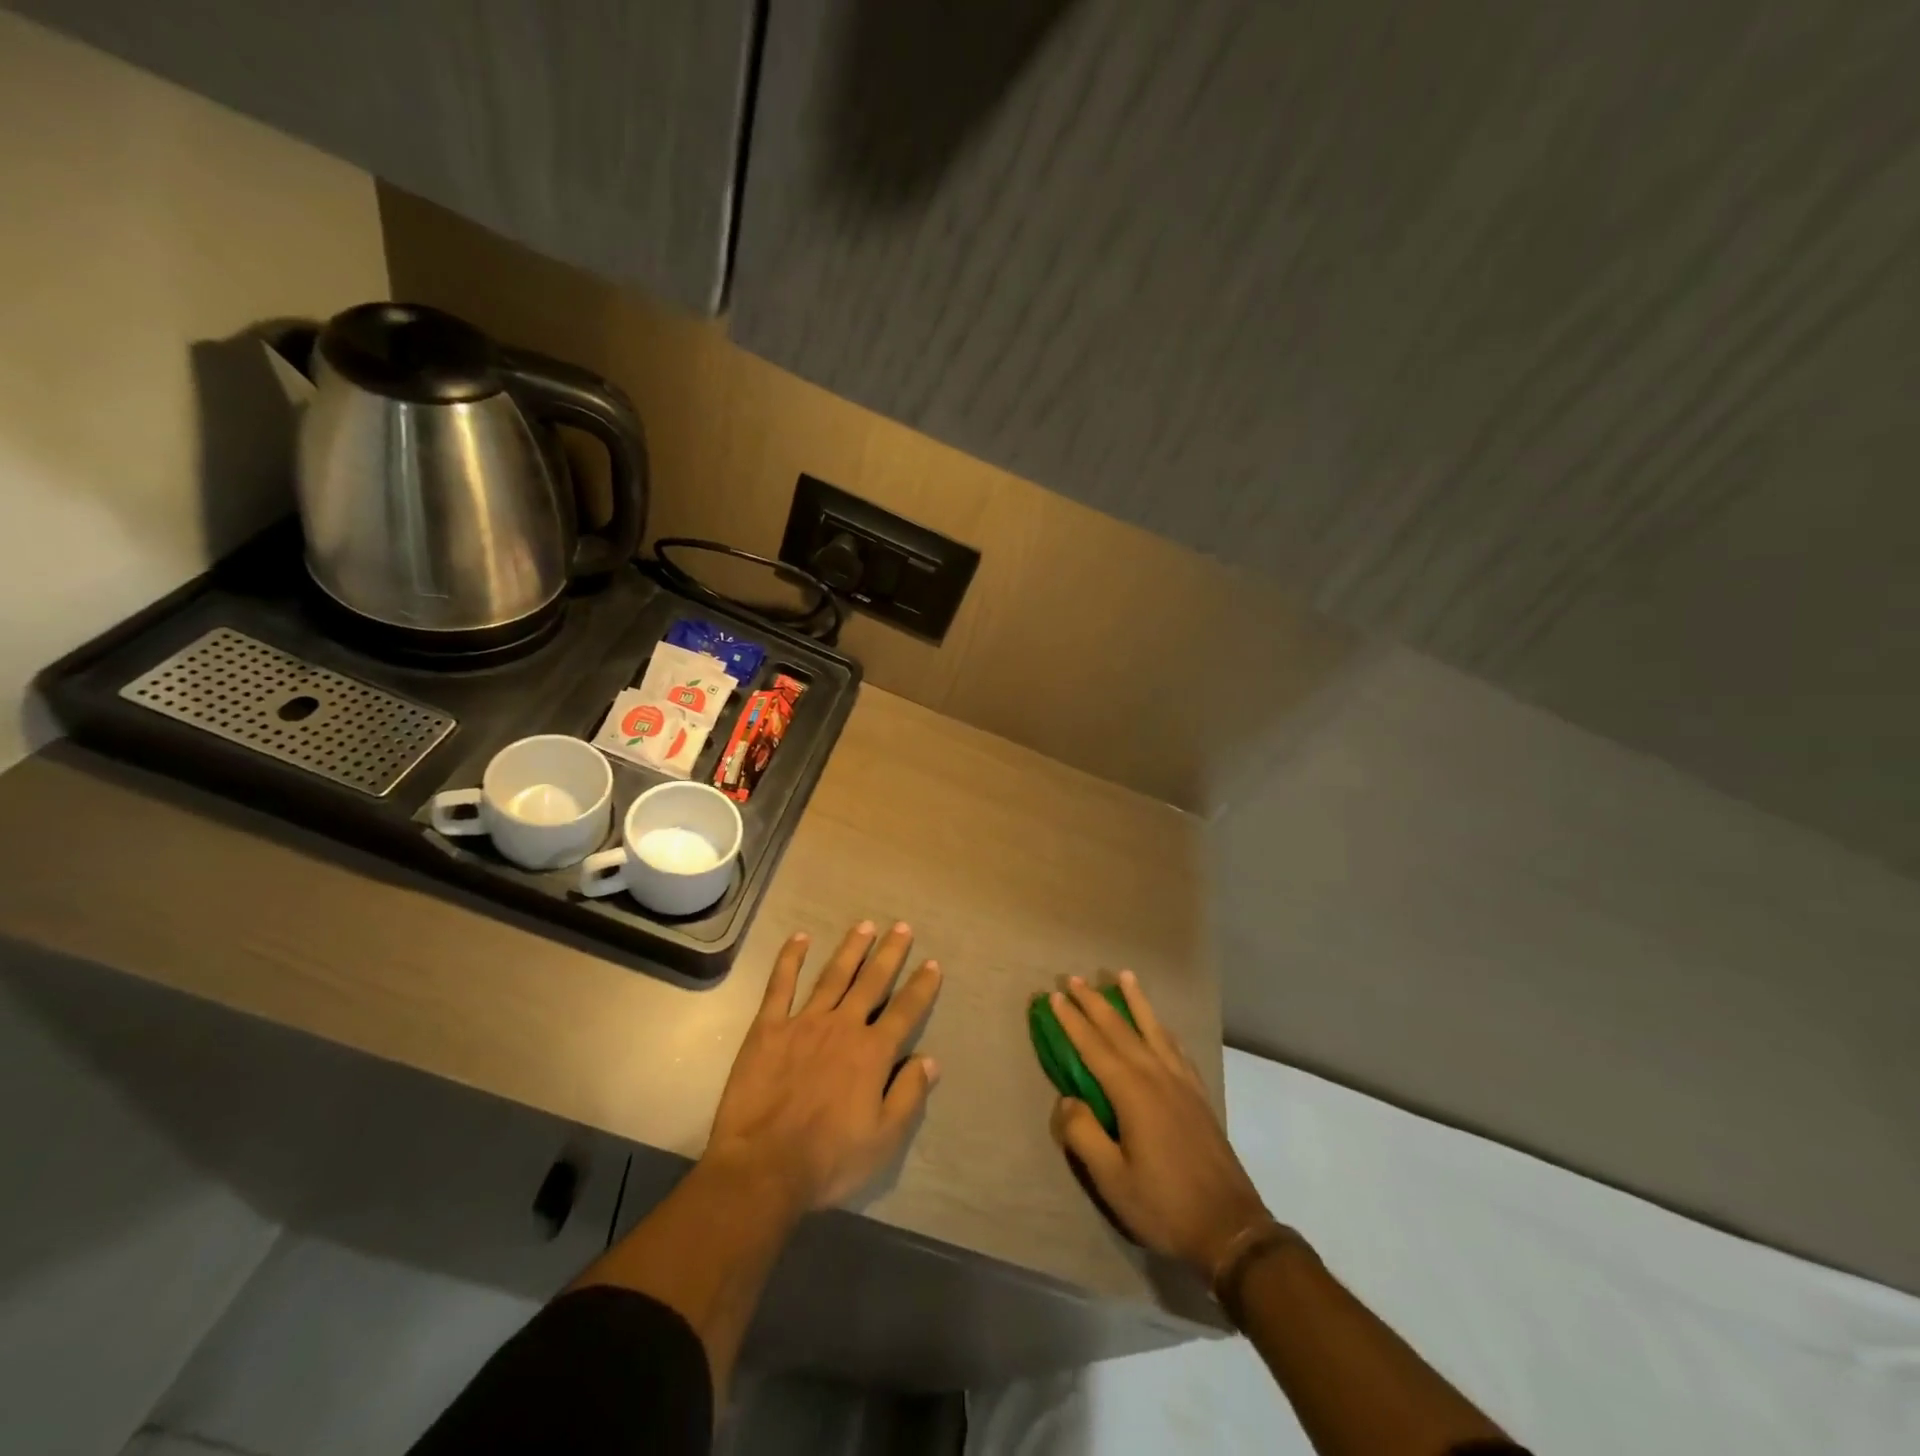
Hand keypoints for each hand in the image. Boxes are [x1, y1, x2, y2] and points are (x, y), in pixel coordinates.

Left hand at [706, 920, 943, 1210]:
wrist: (763, 1167)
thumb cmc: (829, 1159)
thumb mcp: (884, 1139)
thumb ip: (909, 1095)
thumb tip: (931, 1060)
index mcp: (872, 1052)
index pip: (906, 1011)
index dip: (922, 986)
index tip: (933, 964)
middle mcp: (843, 1026)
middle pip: (872, 982)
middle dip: (890, 953)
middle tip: (902, 926)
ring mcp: (804, 1022)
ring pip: (833, 975)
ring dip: (851, 949)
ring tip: (865, 925)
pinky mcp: (769, 1028)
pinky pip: (781, 985)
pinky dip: (790, 959)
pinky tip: (800, 938)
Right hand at [1049, 972, 1270, 1278]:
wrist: (1230, 1228)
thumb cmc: (1164, 1205)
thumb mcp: (1112, 1179)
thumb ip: (1083, 1134)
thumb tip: (1067, 1100)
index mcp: (1132, 1092)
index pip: (1093, 1046)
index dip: (1072, 1020)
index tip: (1054, 996)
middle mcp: (1156, 1075)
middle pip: (1120, 1029)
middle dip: (1095, 1002)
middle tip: (1074, 978)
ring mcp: (1181, 1082)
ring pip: (1153, 1029)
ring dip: (1134, 1001)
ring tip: (1123, 976)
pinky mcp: (1198, 1094)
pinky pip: (1176, 1047)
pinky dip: (1162, 1028)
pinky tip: (1160, 1025)